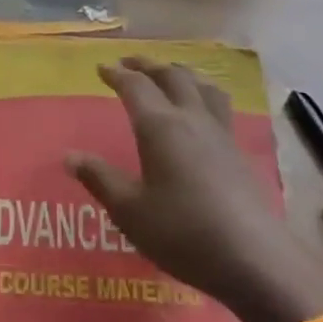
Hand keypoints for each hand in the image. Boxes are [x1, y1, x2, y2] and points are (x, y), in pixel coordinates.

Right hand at [65, 58, 322, 321]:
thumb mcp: (129, 210)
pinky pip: (219, 106)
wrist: (253, 258)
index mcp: (160, 127)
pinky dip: (202, 94)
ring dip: (181, 73)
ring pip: (203, 86)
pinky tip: (200, 113)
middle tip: (130, 63)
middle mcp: (192, 120)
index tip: (101, 68)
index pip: (136, 88)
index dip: (117, 75)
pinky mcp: (239, 153)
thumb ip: (100, 179)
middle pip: (172, 76)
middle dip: (148, 66)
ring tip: (169, 75)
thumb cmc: (182, 232)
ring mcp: (221, 135)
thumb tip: (70, 156)